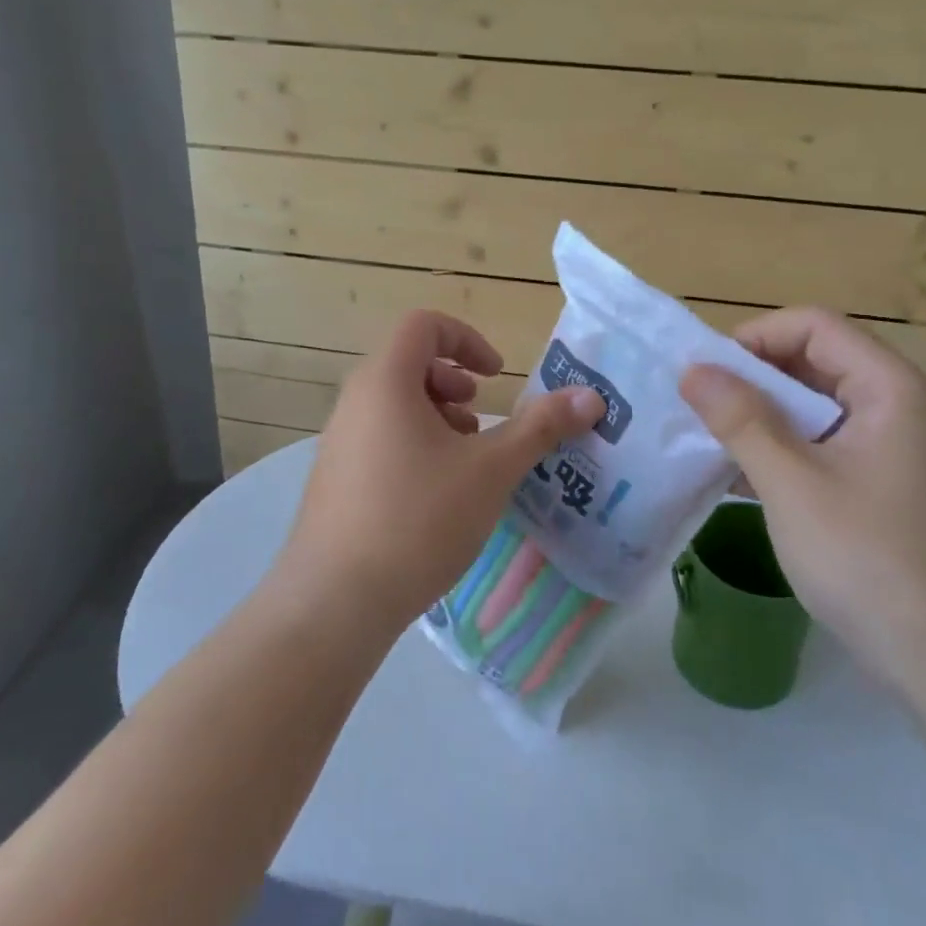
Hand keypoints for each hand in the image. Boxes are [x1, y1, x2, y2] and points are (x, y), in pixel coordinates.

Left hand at [276, 310, 604, 629]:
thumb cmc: (419, 518)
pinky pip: (378, 438)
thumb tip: (591, 397)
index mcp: (385, 381)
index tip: (496, 376)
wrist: (335, 601)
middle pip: (407, 363)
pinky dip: (414, 444)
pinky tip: (436, 496)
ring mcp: (338, 441)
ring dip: (437, 416)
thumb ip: (541, 427)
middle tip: (480, 419)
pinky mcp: (334, 479)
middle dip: (454, 382)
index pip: (423, 324)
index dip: (466, 338)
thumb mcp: (491, 469)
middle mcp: (354, 401)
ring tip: (464, 460)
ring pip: (393, 404)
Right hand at [679, 308, 925, 696]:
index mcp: (890, 388)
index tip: (706, 375)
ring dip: (762, 419)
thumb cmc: (870, 561)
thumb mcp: (792, 484)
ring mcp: (894, 450)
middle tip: (697, 408)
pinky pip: (825, 447)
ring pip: (816, 408)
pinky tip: (738, 478)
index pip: (814, 326)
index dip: (754, 338)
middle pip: (815, 362)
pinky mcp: (885, 488)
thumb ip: (740, 419)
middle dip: (752, 380)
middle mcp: (899, 406)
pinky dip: (783, 452)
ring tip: (708, 441)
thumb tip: (693, 369)